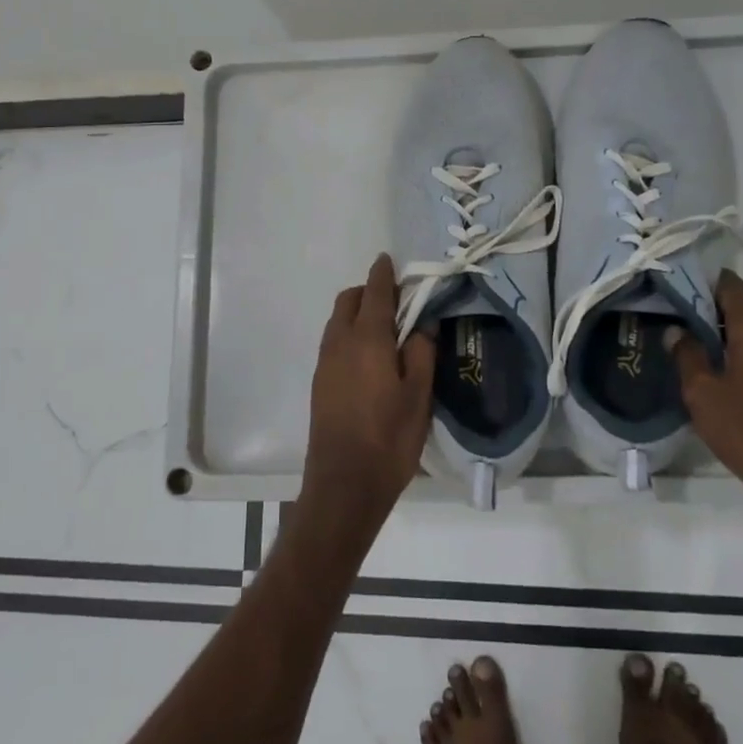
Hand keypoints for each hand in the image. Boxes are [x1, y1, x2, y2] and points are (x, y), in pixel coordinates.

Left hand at [298, 254, 435, 546]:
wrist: (344, 484)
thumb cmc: (389, 438)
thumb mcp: (419, 395)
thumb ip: (422, 352)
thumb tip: (423, 324)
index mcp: (367, 338)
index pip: (375, 292)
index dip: (383, 273)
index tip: (389, 260)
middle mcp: (339, 342)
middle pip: (349, 300)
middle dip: (369, 292)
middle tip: (398, 304)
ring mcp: (325, 362)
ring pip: (337, 321)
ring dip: (357, 314)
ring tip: (387, 332)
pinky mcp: (319, 382)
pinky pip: (333, 342)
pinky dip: (349, 334)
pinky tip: (370, 358)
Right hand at [669, 271, 742, 514]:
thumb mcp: (702, 393)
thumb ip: (687, 354)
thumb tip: (677, 331)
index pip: (729, 285)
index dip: (701, 283)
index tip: (675, 292)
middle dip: (713, 311)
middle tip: (679, 323)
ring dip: (733, 335)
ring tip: (701, 351)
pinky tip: (731, 376)